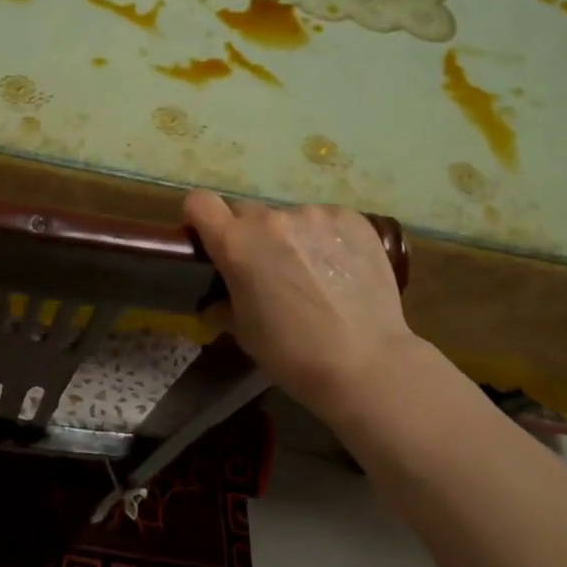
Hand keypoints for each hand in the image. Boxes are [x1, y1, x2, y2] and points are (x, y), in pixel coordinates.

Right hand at [185, 191, 436, 423]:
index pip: (200, 202)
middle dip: (250, 234)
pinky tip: (340, 270)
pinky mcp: (352, 218)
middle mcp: (272, 218)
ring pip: (289, 217)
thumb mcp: (244, 332)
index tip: (212, 239)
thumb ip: (223, 304)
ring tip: (313, 274)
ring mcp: (315, 214)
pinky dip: (326, 239)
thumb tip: (216, 302)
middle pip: (247, 211)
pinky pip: (325, 220)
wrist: (366, 363)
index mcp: (236, 243)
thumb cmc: (292, 353)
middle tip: (268, 268)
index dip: (202, 218)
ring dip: (291, 237)